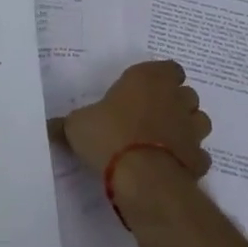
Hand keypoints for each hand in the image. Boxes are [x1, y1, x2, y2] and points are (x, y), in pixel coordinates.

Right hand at [57, 60, 211, 178]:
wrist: (142, 178)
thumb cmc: (109, 135)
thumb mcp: (77, 125)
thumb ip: (67, 124)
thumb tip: (47, 127)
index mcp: (149, 79)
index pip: (170, 68)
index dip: (161, 78)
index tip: (145, 90)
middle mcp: (176, 99)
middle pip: (187, 94)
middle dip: (176, 102)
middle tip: (152, 115)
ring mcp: (192, 130)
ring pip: (199, 121)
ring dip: (187, 128)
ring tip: (165, 140)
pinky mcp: (199, 160)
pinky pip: (199, 156)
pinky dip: (189, 160)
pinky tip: (172, 167)